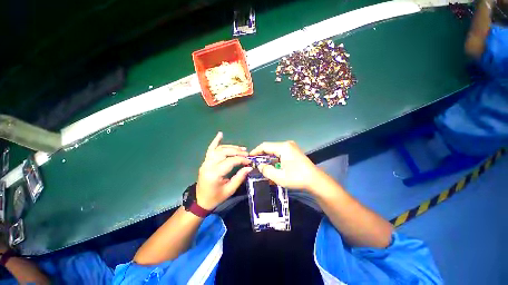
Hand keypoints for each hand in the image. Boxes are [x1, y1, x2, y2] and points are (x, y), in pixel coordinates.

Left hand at [196, 132, 251, 209]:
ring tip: (241, 148)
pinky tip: (220, 134)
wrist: (200, 201)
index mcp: (214, 174)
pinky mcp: (205, 161)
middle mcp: (208, 165)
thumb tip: (249, 167)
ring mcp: (205, 162)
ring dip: (231, 147)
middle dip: (237, 152)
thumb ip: (240, 177)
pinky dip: (215, 141)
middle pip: (224, 152)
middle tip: (246, 153)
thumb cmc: (216, 197)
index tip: (249, 161)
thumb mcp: (230, 190)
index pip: (230, 161)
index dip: (241, 160)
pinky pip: (210, 149)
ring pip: (219, 149)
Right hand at [250, 141, 323, 191]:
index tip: (250, 157)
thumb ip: (266, 170)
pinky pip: (280, 151)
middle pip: (270, 147)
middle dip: (261, 154)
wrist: (315, 180)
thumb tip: (260, 166)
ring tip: (262, 164)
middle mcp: (287, 144)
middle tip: (255, 162)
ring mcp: (291, 146)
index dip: (256, 151)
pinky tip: (272, 164)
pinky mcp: (293, 150)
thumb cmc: (297, 178)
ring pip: (274, 149)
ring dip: (268, 156)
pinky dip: (274, 157)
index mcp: (283, 147)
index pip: (265, 146)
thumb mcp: (279, 177)